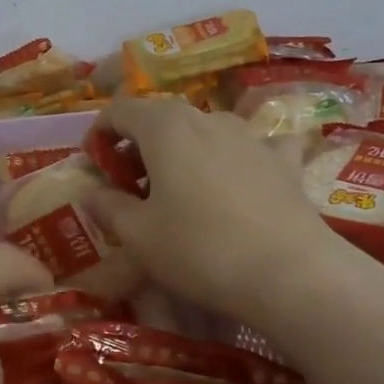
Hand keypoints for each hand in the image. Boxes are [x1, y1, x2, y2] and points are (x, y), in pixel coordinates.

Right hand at [91, 98, 364, 326]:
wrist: (291, 273)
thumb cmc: (199, 248)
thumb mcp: (138, 235)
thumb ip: (108, 208)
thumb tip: (92, 193)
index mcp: (164, 126)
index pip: (119, 110)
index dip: (100, 134)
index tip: (93, 165)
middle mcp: (207, 118)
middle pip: (161, 119)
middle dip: (139, 147)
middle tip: (130, 186)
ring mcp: (250, 136)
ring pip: (205, 132)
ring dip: (184, 152)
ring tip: (180, 190)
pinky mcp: (284, 161)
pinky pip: (256, 148)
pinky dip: (240, 158)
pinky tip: (245, 177)